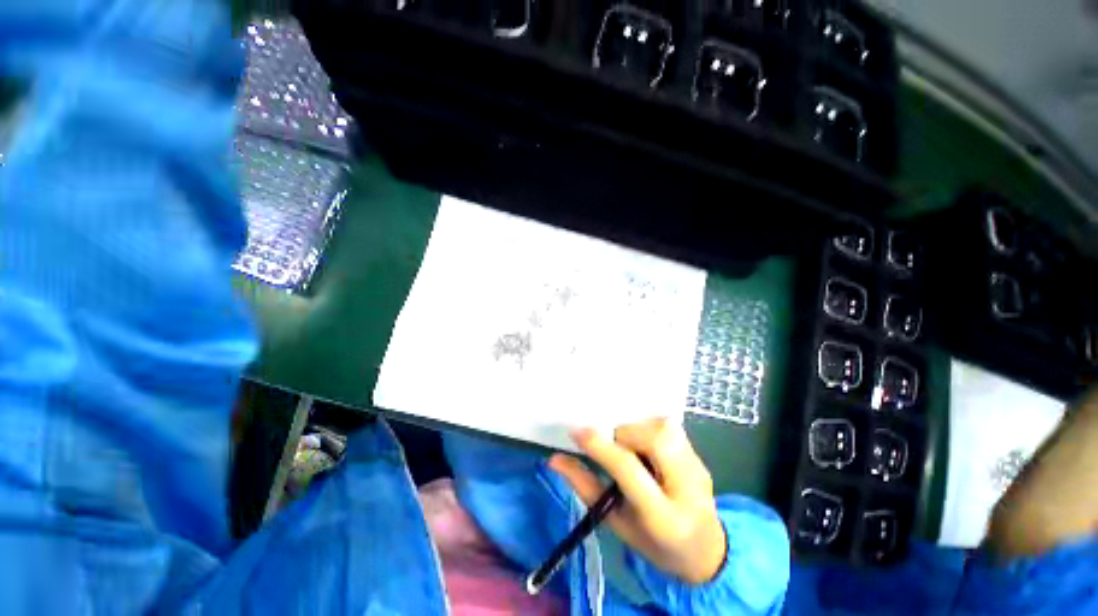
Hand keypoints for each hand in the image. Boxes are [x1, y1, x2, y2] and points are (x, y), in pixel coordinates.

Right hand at [548, 418, 726, 584]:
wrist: (705, 549)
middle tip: (613, 447)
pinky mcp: (701, 455)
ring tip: (630, 447)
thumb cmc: (654, 543)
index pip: (629, 470)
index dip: (600, 447)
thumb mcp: (616, 523)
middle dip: (624, 435)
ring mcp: (698, 468)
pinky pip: (670, 426)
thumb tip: (554, 459)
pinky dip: (649, 428)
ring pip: (663, 427)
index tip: (577, 432)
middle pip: (654, 440)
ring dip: (637, 429)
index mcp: (664, 518)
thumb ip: (585, 487)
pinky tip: (645, 444)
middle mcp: (687, 487)